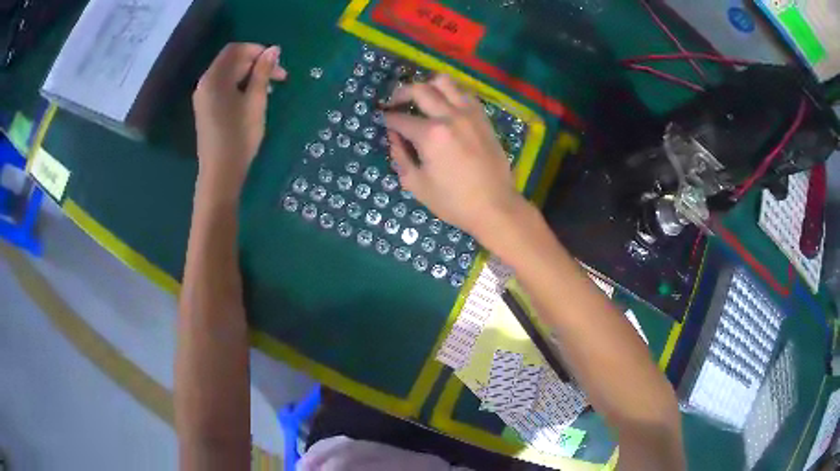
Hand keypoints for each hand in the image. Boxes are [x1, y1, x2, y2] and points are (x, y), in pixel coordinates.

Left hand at [193, 43, 286, 195]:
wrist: (220, 173)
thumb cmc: (239, 136)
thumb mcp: (256, 101)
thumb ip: (263, 72)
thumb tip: (274, 49)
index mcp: (214, 78)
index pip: (236, 49)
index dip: (257, 50)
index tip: (277, 63)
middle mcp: (205, 83)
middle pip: (231, 61)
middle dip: (256, 63)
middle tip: (279, 77)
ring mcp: (203, 97)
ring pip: (228, 74)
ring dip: (250, 75)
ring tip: (269, 89)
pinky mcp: (206, 109)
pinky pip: (223, 87)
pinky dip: (239, 85)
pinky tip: (253, 97)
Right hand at [384, 75, 526, 238]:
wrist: (495, 206)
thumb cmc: (453, 201)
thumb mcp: (417, 184)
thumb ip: (400, 156)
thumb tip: (394, 136)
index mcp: (430, 135)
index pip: (400, 118)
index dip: (387, 119)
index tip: (383, 120)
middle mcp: (449, 116)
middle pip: (419, 89)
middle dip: (400, 93)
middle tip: (394, 102)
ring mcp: (469, 113)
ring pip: (444, 82)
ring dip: (428, 86)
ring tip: (421, 98)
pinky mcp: (483, 117)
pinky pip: (464, 93)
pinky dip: (451, 93)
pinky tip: (446, 106)